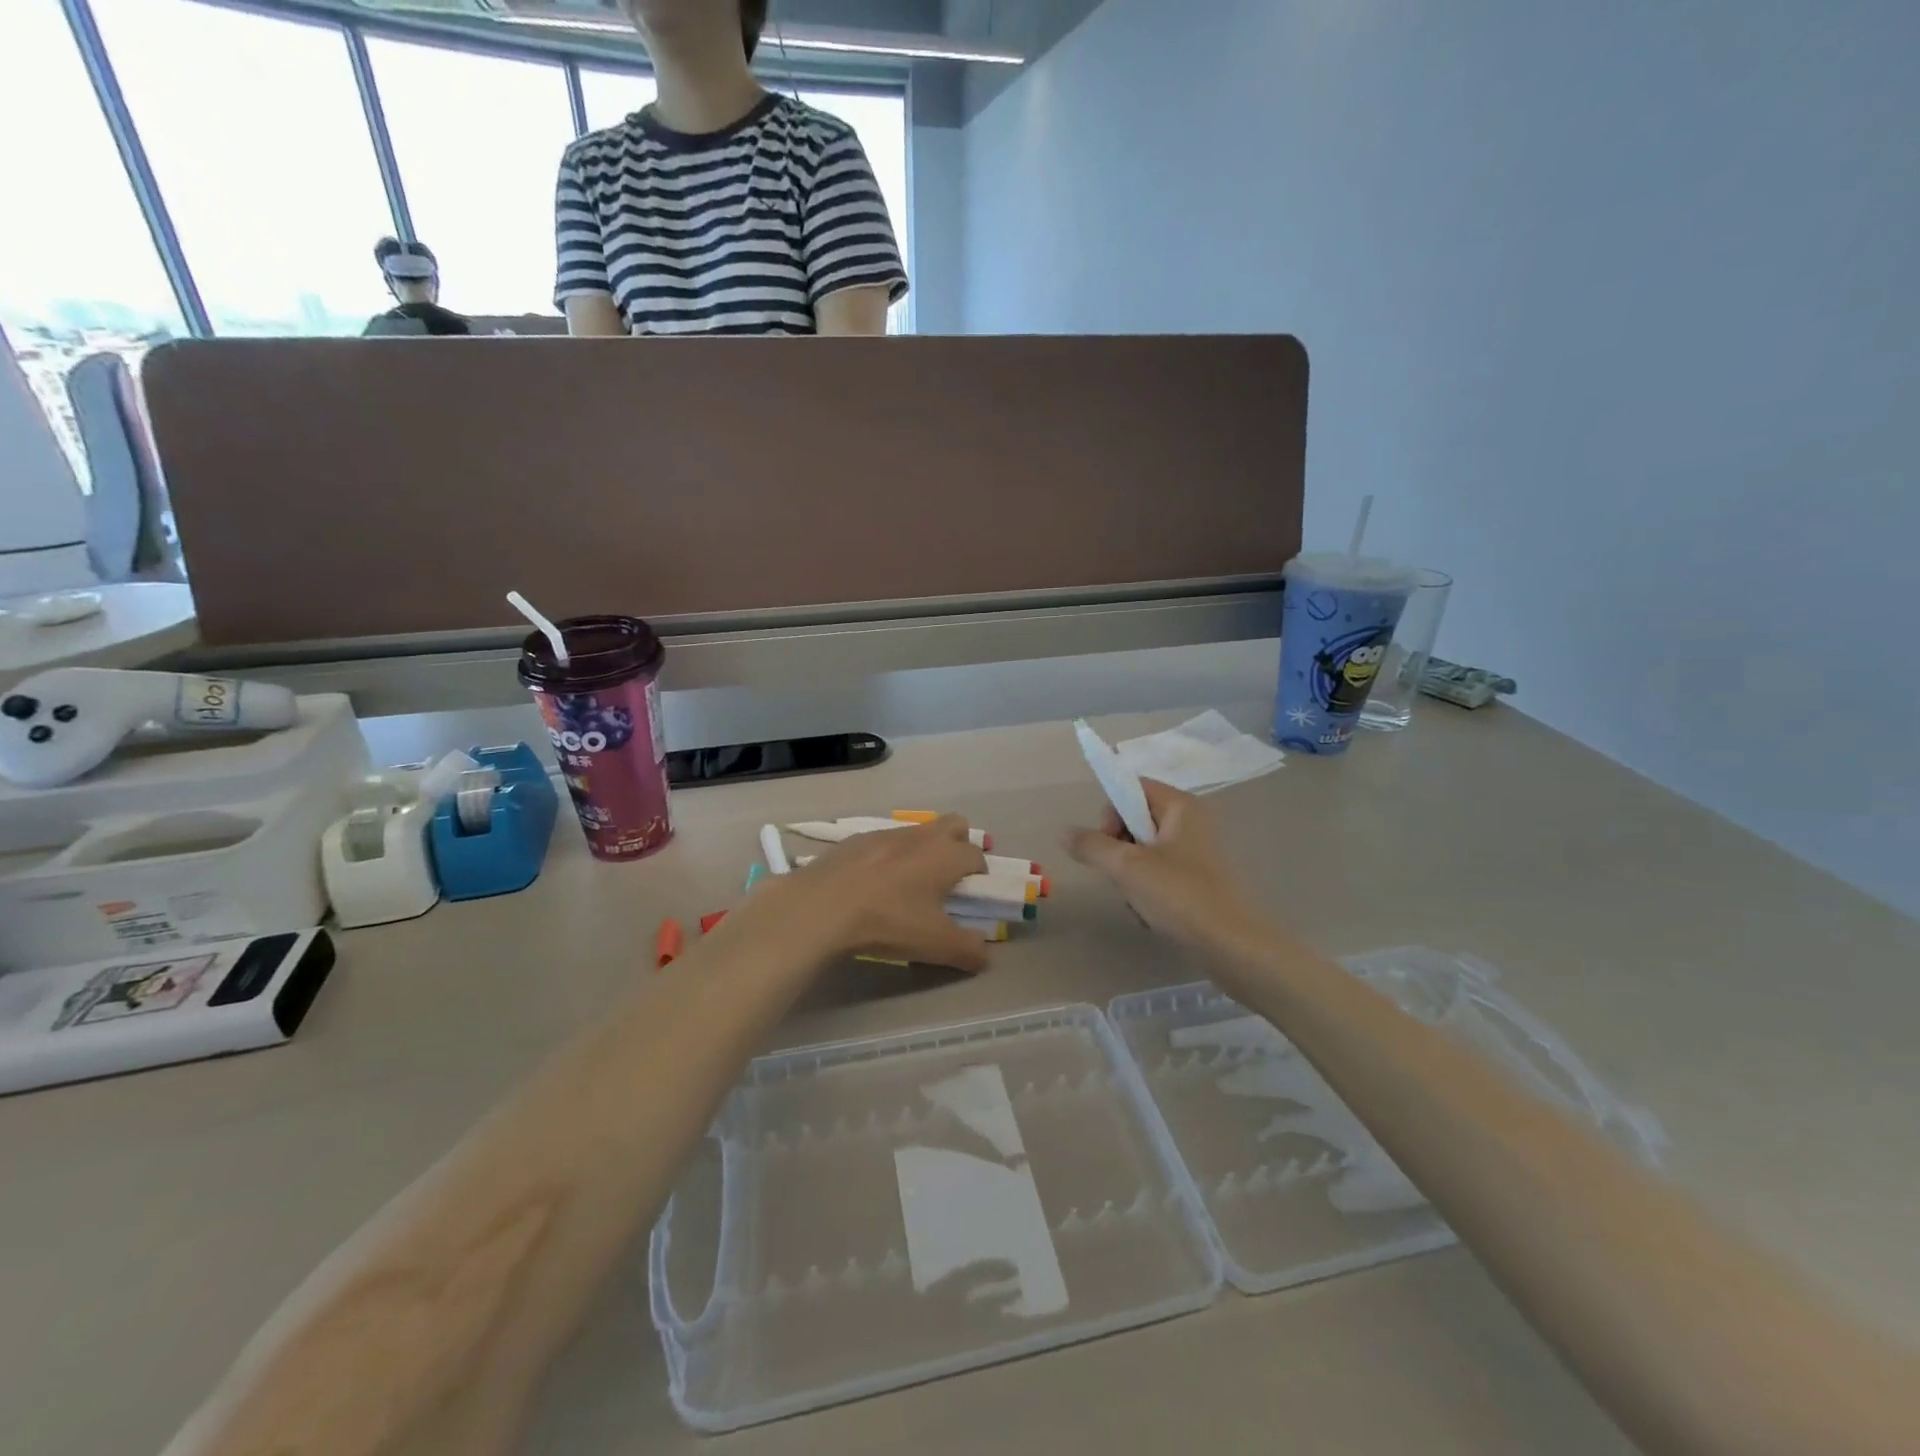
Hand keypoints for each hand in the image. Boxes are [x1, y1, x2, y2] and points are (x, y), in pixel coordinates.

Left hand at [749, 816, 990, 972]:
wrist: (821, 906)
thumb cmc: (887, 921)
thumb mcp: (934, 944)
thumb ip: (968, 950)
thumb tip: (985, 955)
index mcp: (946, 855)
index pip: (977, 856)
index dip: (979, 877)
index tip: (969, 900)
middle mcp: (921, 836)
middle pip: (955, 826)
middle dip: (958, 846)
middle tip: (946, 881)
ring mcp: (886, 833)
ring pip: (918, 833)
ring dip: (922, 852)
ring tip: (906, 886)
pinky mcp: (855, 839)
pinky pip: (884, 842)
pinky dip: (887, 857)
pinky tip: (871, 885)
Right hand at [1065, 780, 1264, 951]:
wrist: (1234, 947)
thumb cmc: (1181, 896)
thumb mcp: (1127, 868)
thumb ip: (1092, 846)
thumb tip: (1064, 833)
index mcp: (1181, 806)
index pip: (1132, 787)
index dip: (1112, 812)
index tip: (1108, 843)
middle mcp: (1192, 822)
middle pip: (1135, 821)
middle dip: (1119, 850)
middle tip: (1122, 875)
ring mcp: (1197, 853)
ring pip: (1144, 852)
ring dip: (1130, 875)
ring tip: (1138, 900)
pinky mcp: (1200, 881)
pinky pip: (1160, 874)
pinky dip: (1147, 890)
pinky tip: (1151, 914)